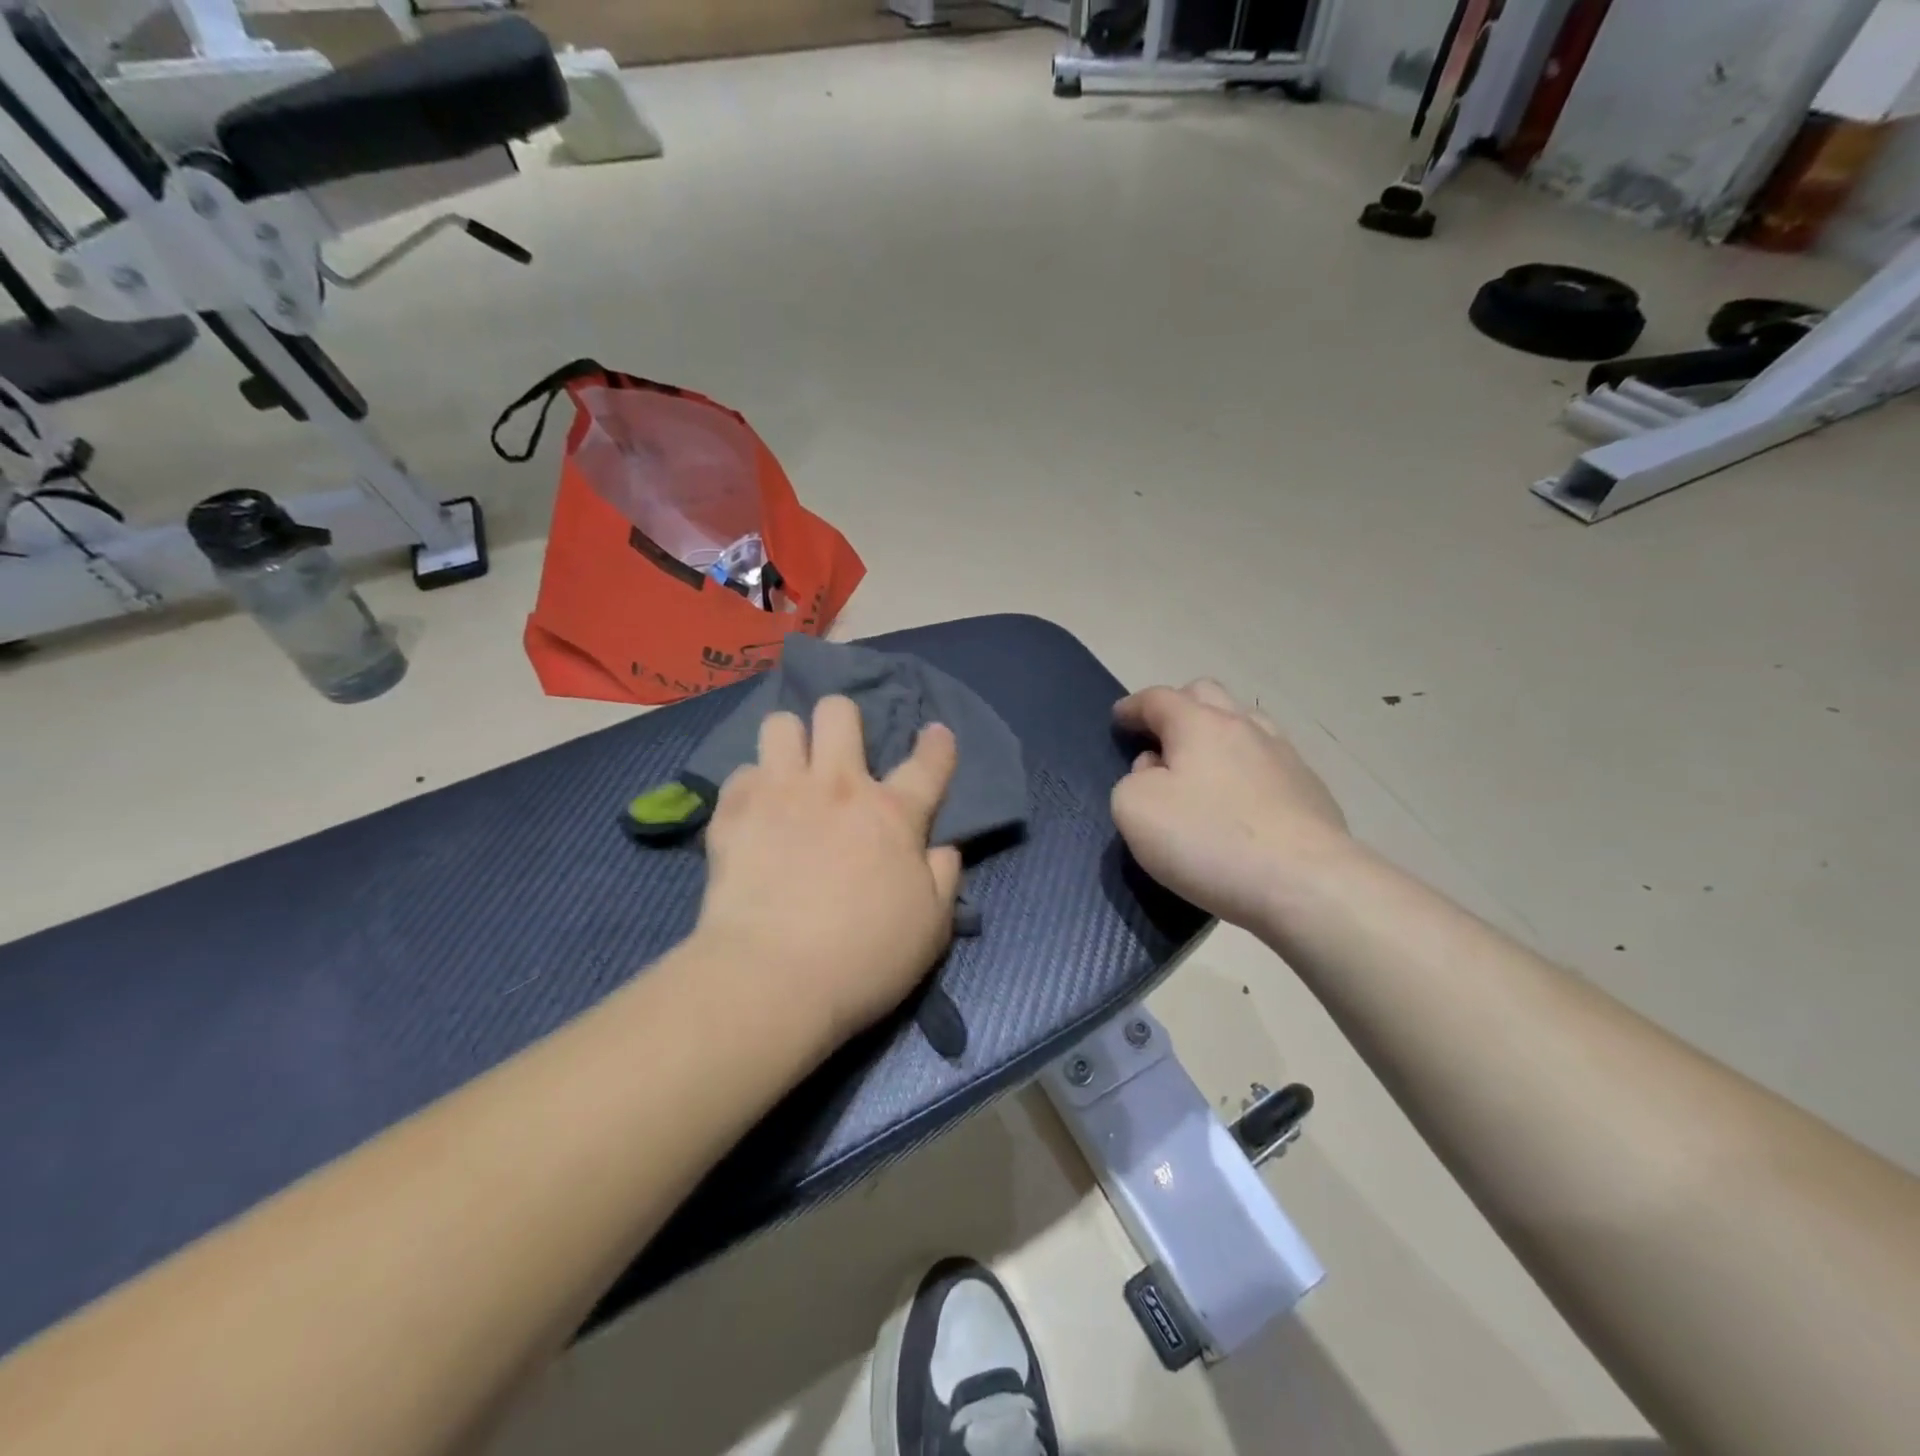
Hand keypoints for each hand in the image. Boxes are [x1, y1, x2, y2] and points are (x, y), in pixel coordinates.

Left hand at [694, 696, 962, 1047]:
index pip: (927, 764)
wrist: (772, 979)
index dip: (937, 745)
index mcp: (891, 814)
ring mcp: (780, 794)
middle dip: (841, 720)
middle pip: (838, 712)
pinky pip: (740, 774)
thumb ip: (943, 878)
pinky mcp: (733, 814)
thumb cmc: (864, 958)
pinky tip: (754, 812)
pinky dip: (750, 788)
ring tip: (789, 770)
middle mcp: (836, 787)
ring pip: (780, 725)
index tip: (935, 734)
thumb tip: (943, 848)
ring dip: (789, 742)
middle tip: (839, 753)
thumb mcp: (930, 927)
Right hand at [1112, 680, 1349, 929]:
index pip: (1158, 699)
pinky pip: (1269, 761)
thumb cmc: (1208, 840)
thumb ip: (1132, 781)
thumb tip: (1156, 772)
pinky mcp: (1311, 790)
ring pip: (1245, 723)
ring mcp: (1285, 756)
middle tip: (1160, 737)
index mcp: (1198, 724)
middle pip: (1207, 695)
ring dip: (1217, 734)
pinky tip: (1242, 799)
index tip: (1119, 719)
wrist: (1306, 884)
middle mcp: (1244, 727)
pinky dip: (1246, 767)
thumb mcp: (1135, 810)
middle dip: (1178, 707)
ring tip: (1203, 764)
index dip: (1133, 706)